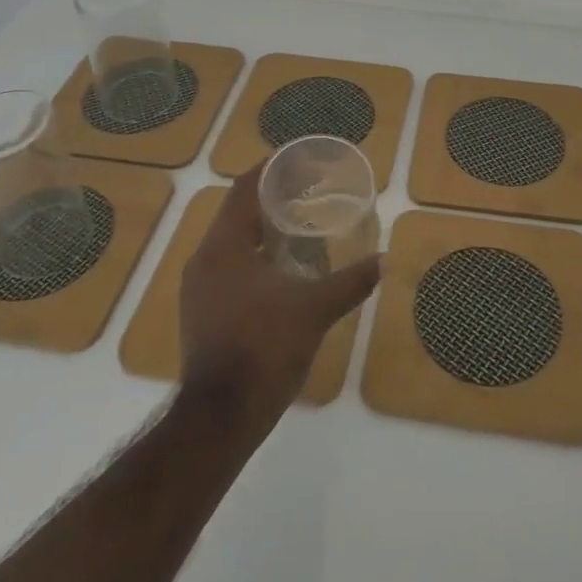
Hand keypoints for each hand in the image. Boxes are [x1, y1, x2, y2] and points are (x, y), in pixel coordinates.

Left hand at [180, 163, 380, 426]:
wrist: (220, 419)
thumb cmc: (264, 349)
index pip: (244, 188)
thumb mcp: (314, 310)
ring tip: (299, 229)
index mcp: (224, 246)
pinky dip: (254, 260)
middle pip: (237, 213)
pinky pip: (229, 269)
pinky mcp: (201, 314)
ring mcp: (198, 289)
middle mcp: (204, 260)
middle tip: (308, 194)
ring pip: (232, 244)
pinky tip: (282, 273)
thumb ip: (351, 281)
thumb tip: (383, 260)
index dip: (271, 169)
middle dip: (271, 200)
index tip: (299, 161)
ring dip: (262, 231)